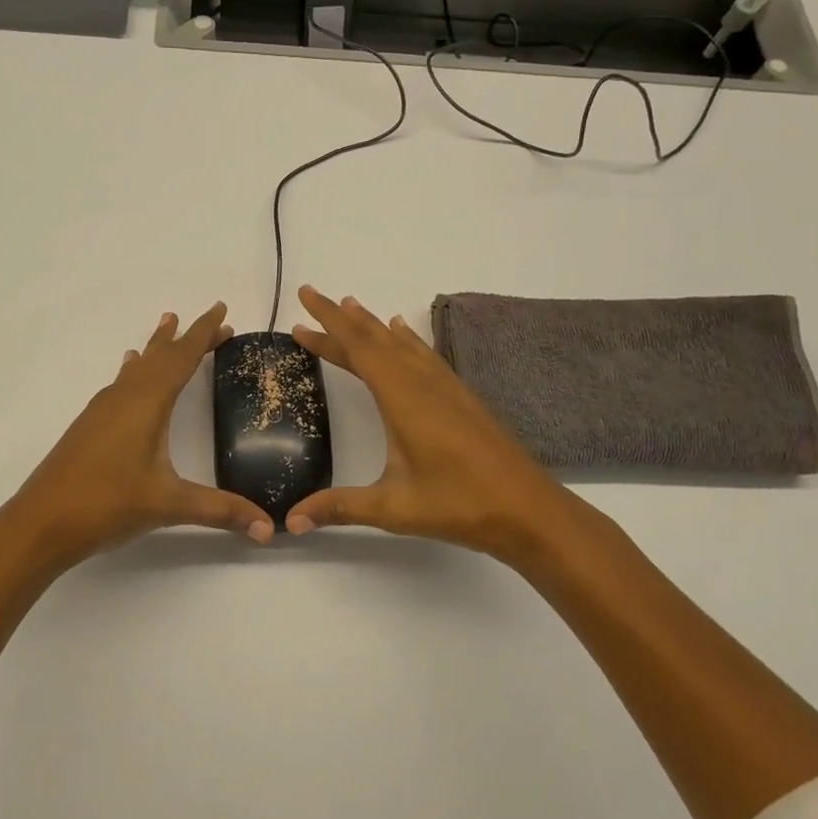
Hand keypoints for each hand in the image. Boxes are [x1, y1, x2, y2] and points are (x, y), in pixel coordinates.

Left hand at [4, 302, 274, 567]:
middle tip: (211, 322)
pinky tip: (129, 374)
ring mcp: (102, 411)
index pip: (182, 358)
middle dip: (186, 338)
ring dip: (157, 349)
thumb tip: (268, 528)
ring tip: (166, 328)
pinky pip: (120, 384)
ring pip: (136, 368)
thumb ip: (221, 511)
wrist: (40, 523)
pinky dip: (135, 371)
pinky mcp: (89, 427)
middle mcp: (123, 397)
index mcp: (146, 403)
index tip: (221, 311)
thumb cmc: (107, 505)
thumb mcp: (169, 505)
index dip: (203, 333)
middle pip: (160, 357)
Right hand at [285, 286, 586, 562]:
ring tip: (350, 306)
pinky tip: (403, 334)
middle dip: (341, 317)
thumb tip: (288, 522)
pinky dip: (406, 339)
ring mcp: (446, 387)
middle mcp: (423, 382)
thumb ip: (339, 507)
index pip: (359, 349)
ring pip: (402, 343)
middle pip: (376, 338)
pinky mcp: (462, 397)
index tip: (304, 303)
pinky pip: (425, 354)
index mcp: (403, 398)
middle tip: (312, 296)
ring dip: (372, 325)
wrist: (529, 509)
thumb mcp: (393, 507)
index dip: (328, 326)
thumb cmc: (459, 505)